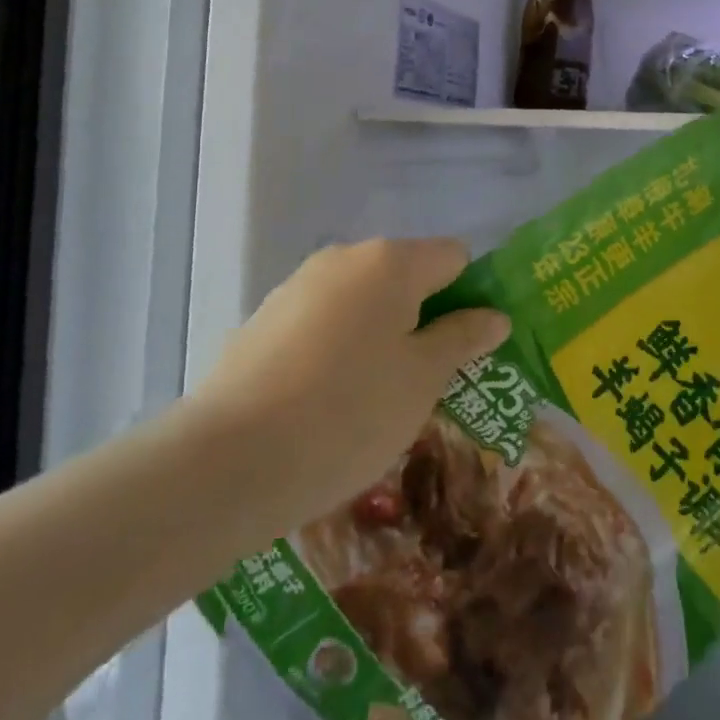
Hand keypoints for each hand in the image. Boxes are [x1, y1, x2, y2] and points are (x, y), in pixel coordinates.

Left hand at [194, 239, 509, 542]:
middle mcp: (345, 258)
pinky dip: (340, 349)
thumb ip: (462, 339)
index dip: (472, 297)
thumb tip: (493, 315)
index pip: (454, 257)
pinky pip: (324, 322)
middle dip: (426, 320)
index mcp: (391, 261)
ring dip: (383, 336)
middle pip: (407, 276)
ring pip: (364, 301)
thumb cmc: (348, 413)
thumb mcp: (422, 380)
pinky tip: (327, 402)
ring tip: (377, 400)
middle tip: (430, 382)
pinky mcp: (265, 319)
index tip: (468, 350)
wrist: (226, 462)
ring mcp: (299, 286)